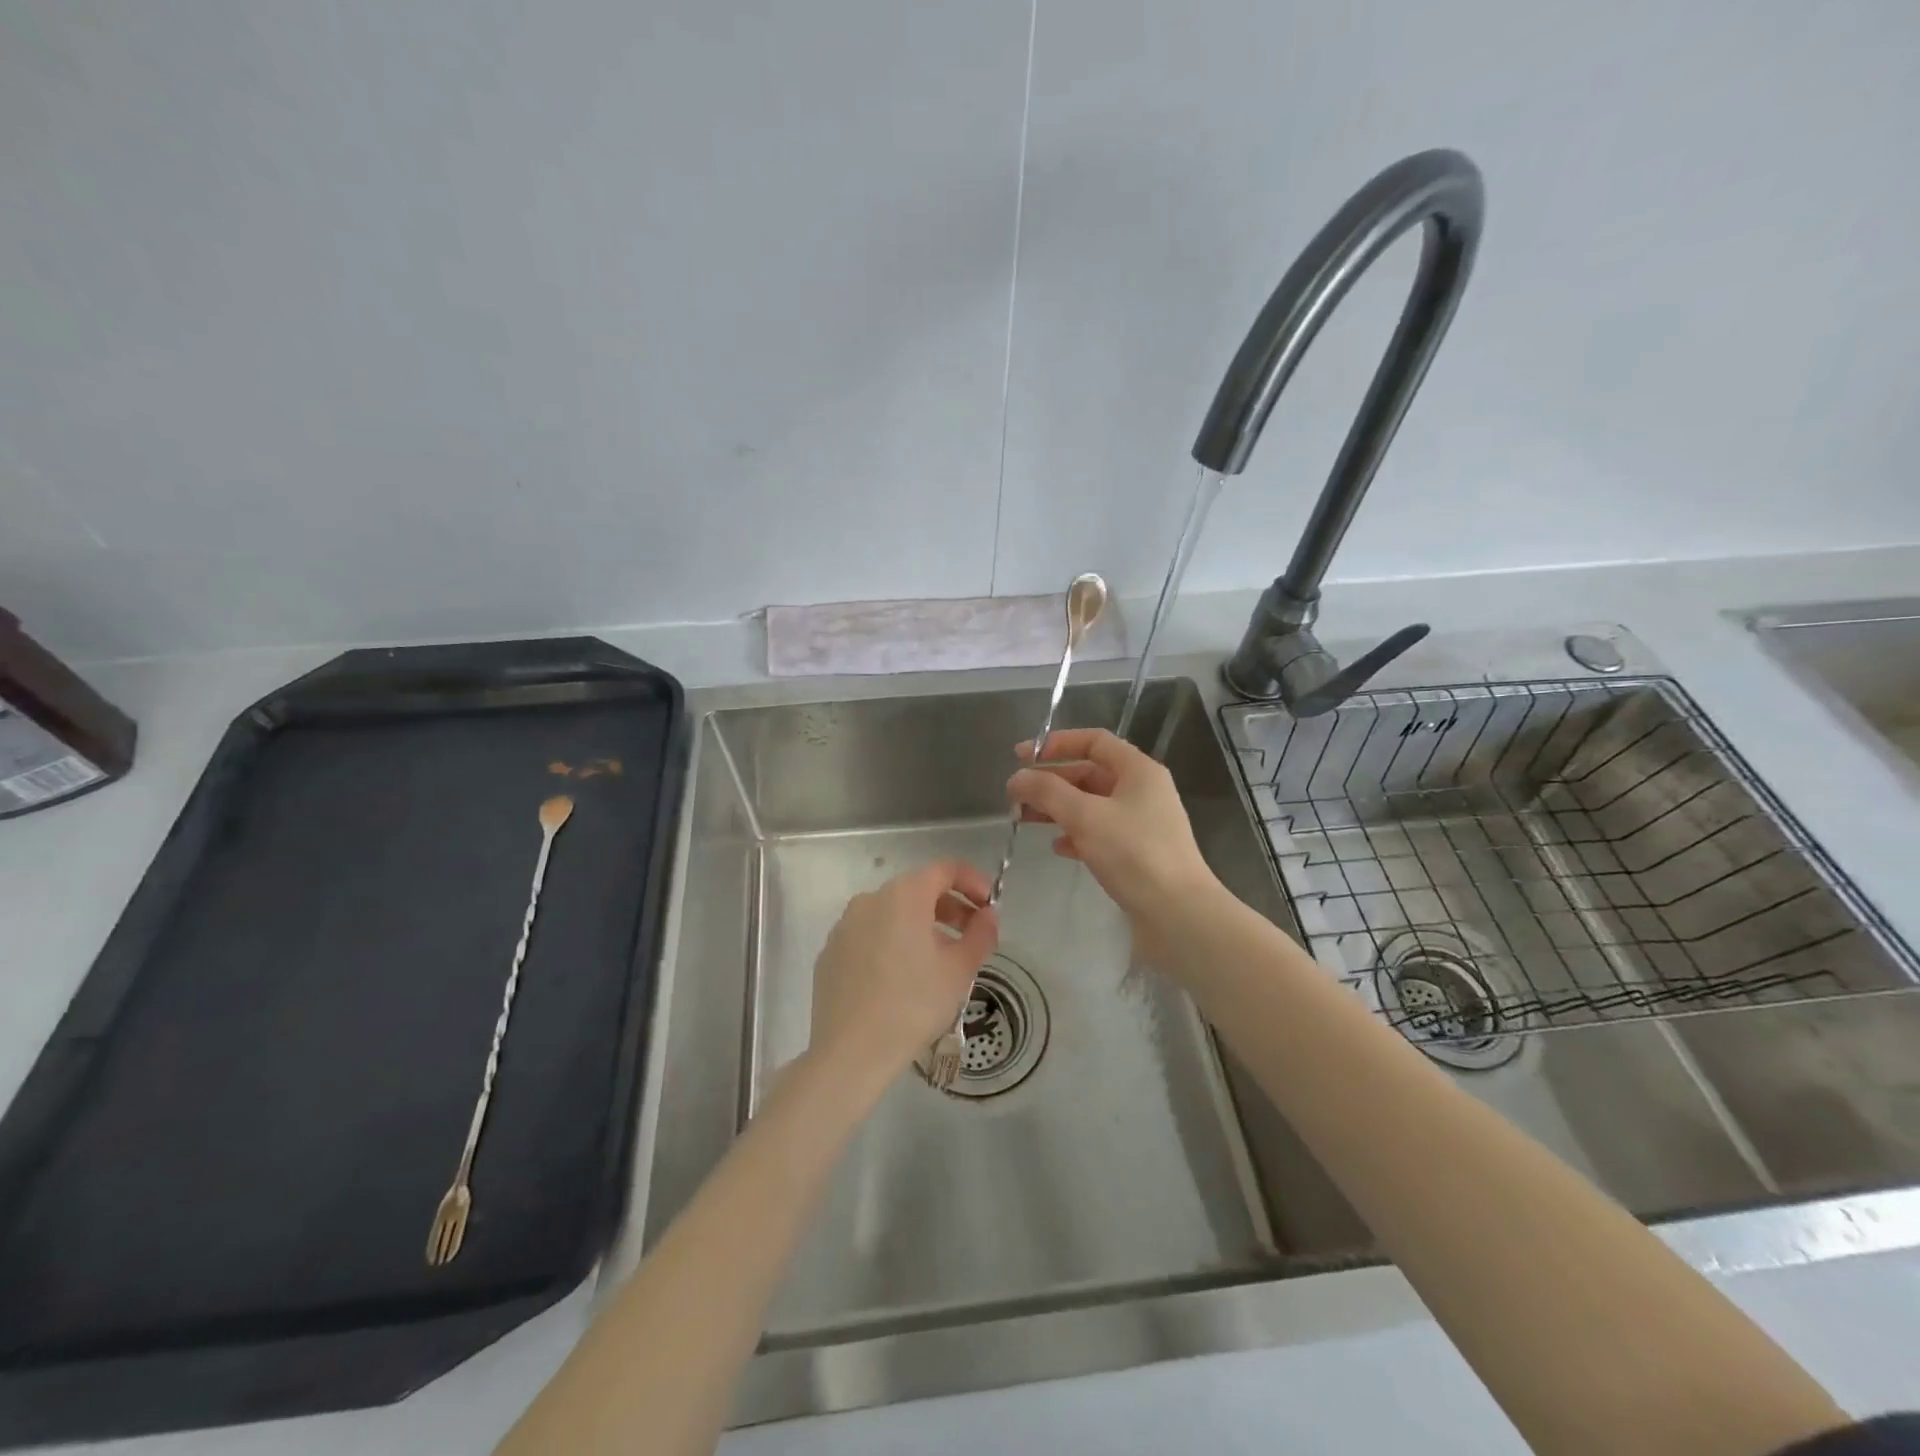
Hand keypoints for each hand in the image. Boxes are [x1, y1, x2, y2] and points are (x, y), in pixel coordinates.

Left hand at [808, 861, 998, 1078]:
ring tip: (940, 959)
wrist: (850, 1052)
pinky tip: (902, 977)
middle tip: (972, 934)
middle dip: (950, 906)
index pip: (944, 869)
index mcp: (903, 895)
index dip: (972, 881)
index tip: (989, 905)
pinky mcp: (831, 953)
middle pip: (917, 889)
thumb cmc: (913, 1005)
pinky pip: (870, 935)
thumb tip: (988, 916)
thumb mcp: (959, 970)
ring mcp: (845, 926)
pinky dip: (892, 942)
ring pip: (892, 913)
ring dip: (921, 925)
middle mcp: (870, 900)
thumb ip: (981, 934)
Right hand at [1006, 728, 1224, 961]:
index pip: (1094, 741)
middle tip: (1016, 796)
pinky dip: (1076, 834)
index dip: (1056, 744)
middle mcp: (1142, 791)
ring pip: (1091, 805)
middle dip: (1051, 781)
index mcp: (1138, 770)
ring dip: (1058, 808)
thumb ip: (1047, 791)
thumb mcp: (1085, 816)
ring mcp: (1141, 823)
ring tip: (1024, 820)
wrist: (1178, 914)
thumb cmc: (1133, 854)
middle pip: (1090, 773)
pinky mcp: (1137, 854)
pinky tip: (1057, 847)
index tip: (1022, 757)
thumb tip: (1017, 778)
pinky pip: (1100, 833)